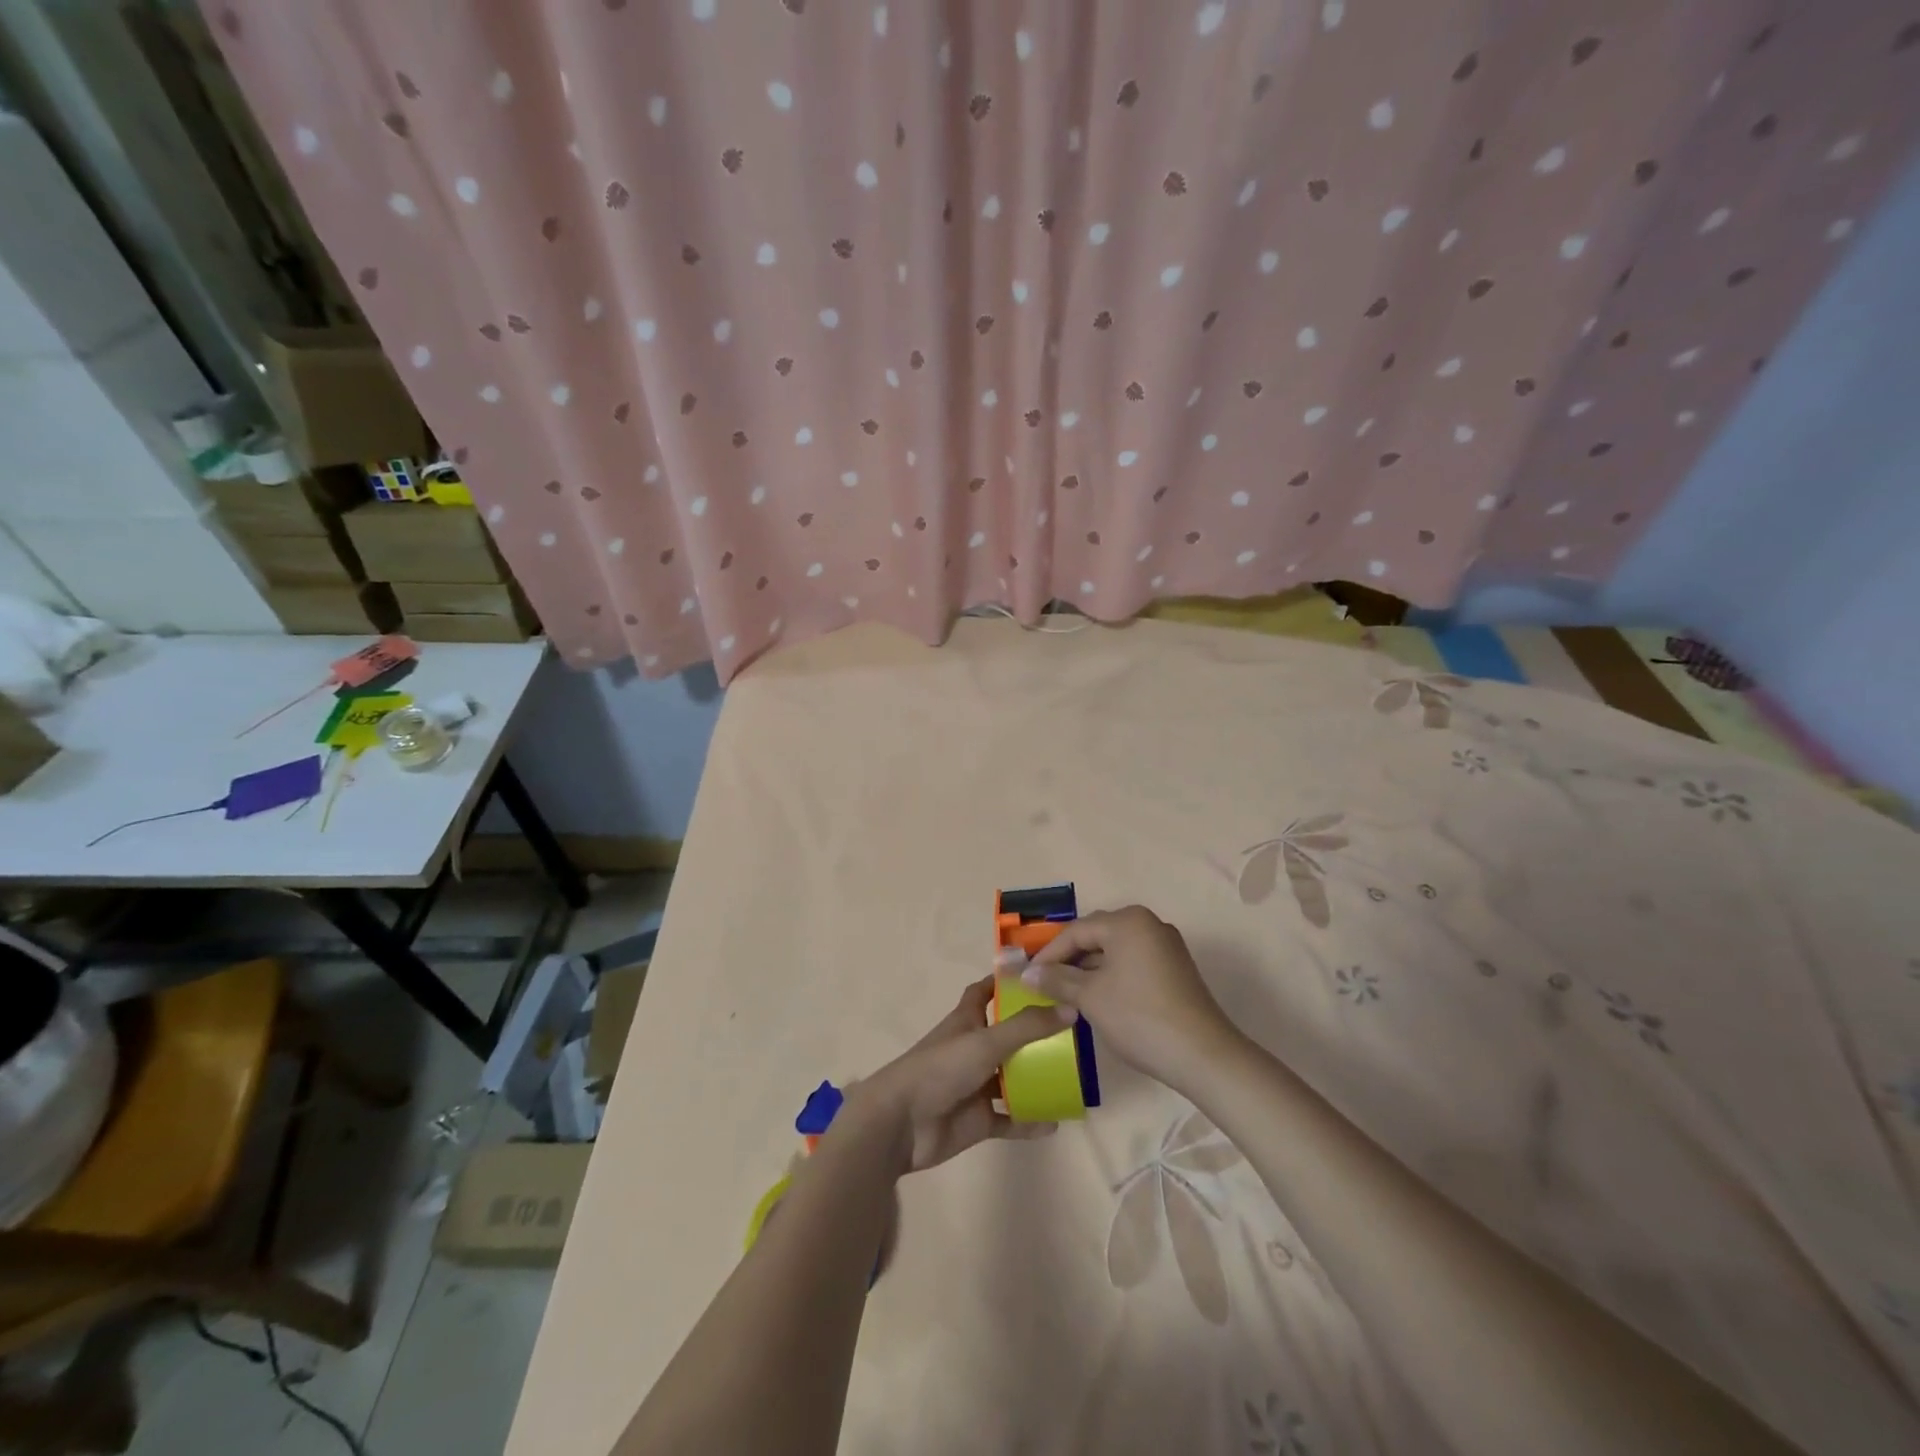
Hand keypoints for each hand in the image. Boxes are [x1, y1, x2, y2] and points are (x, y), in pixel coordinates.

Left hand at [839, 976, 1074, 1175]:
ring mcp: (975, 1086)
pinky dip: (1030, 1120)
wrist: (902, 1124)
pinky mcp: (978, 1120)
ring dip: (1037, 1079)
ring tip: (1073, 1077)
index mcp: (966, 1021)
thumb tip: (1070, 1008)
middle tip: (1072, 1032)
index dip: (1004, 983)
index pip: (984, 993)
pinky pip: (1010, 1119)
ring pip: (1012, 1079)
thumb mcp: (985, 1041)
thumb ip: (1027, 1027)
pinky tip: (1055, 1122)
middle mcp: (972, 1050)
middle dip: (1034, 1034)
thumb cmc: (940, 1069)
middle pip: (1006, 1036)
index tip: (1036, 977)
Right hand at [1020, 906, 1238, 1092]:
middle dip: (1068, 960)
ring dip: (1089, 970)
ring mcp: (1165, 946)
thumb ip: (1056, 980)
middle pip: (1096, 936)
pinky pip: (1132, 963)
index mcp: (1127, 921)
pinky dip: (1111, 976)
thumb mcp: (1090, 997)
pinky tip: (1097, 1000)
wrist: (1203, 1056)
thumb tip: (1027, 974)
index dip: (1048, 954)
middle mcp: (1148, 924)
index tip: (1027, 978)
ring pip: (1114, 951)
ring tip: (1065, 996)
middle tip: (1043, 985)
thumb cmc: (1139, 1017)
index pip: (1076, 931)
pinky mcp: (1175, 969)